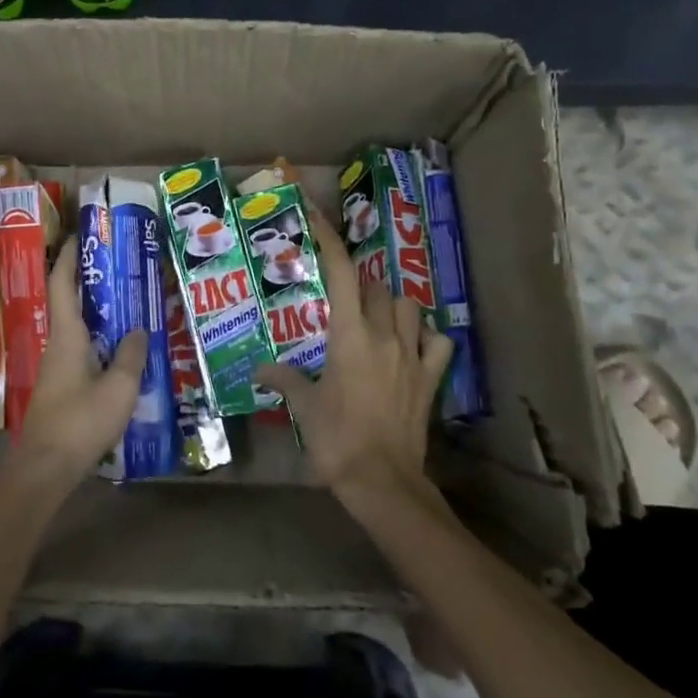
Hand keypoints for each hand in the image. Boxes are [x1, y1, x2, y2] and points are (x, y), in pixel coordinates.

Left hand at [4, 243, 146, 493]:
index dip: (69, 257)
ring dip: (95, 310)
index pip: (62, 284)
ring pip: (75, 327)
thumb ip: (131, 355)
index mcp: (67, 336)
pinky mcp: (61, 387)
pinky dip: (98, 337)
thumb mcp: (119, 388)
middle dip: (86, 279)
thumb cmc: (81, 422)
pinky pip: (80, 349)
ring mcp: (56, 367)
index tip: (80, 234)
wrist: (46, 469)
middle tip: (116, 264)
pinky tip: (119, 347)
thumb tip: (139, 329)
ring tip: (125, 300)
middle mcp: (57, 345)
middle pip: (67, 302)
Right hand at [255, 201, 452, 507]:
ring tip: (379, 317)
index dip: (331, 240)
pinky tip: (415, 345)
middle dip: (360, 285)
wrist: (382, 480)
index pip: (342, 274)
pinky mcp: (431, 378)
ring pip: (411, 307)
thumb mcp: (304, 407)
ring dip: (394, 305)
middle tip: (343, 299)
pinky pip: (439, 343)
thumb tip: (258, 371)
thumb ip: (283, 380)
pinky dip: (428, 337)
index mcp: (350, 336)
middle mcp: (385, 336)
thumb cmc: (336, 439)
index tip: (319, 217)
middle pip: (377, 288)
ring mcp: (413, 356)